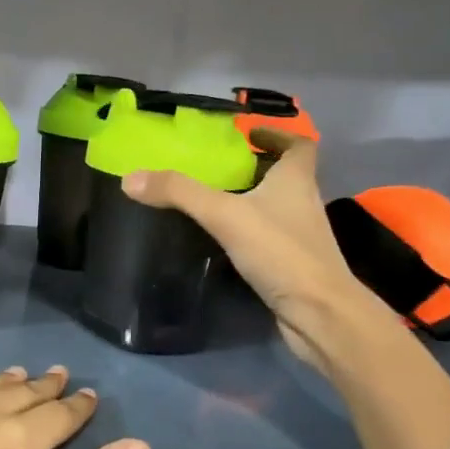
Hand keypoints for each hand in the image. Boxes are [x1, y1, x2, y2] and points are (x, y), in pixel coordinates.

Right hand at [121, 131, 388, 373]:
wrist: (319, 313)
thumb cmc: (280, 252)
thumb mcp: (224, 215)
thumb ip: (179, 193)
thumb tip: (130, 178)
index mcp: (296, 180)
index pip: (299, 146)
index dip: (278, 135)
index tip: (251, 134)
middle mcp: (303, 203)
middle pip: (286, 175)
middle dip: (256, 166)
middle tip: (219, 165)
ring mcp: (300, 236)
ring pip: (276, 206)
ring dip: (252, 198)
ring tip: (213, 198)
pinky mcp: (292, 264)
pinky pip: (268, 236)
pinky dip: (249, 231)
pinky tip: (222, 239)